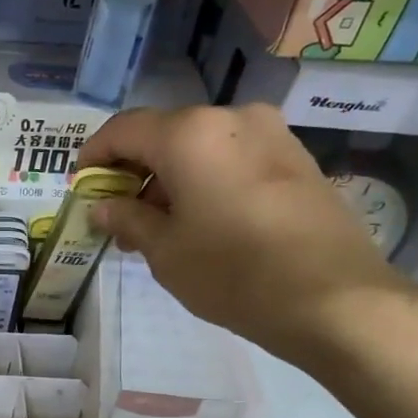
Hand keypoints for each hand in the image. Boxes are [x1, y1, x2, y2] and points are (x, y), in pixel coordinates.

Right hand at [76, 105, 417, 368]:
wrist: (334, 299)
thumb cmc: (232, 273)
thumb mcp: (165, 251)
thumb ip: (127, 218)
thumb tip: (103, 206)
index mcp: (189, 133)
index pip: (123, 130)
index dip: (94, 155)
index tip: (82, 186)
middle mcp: (230, 117)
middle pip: (164, 135)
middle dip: (134, 172)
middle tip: (119, 216)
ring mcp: (271, 134)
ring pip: (200, 146)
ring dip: (170, 178)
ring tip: (159, 228)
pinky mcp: (296, 158)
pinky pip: (233, 158)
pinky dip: (206, 179)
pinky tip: (202, 221)